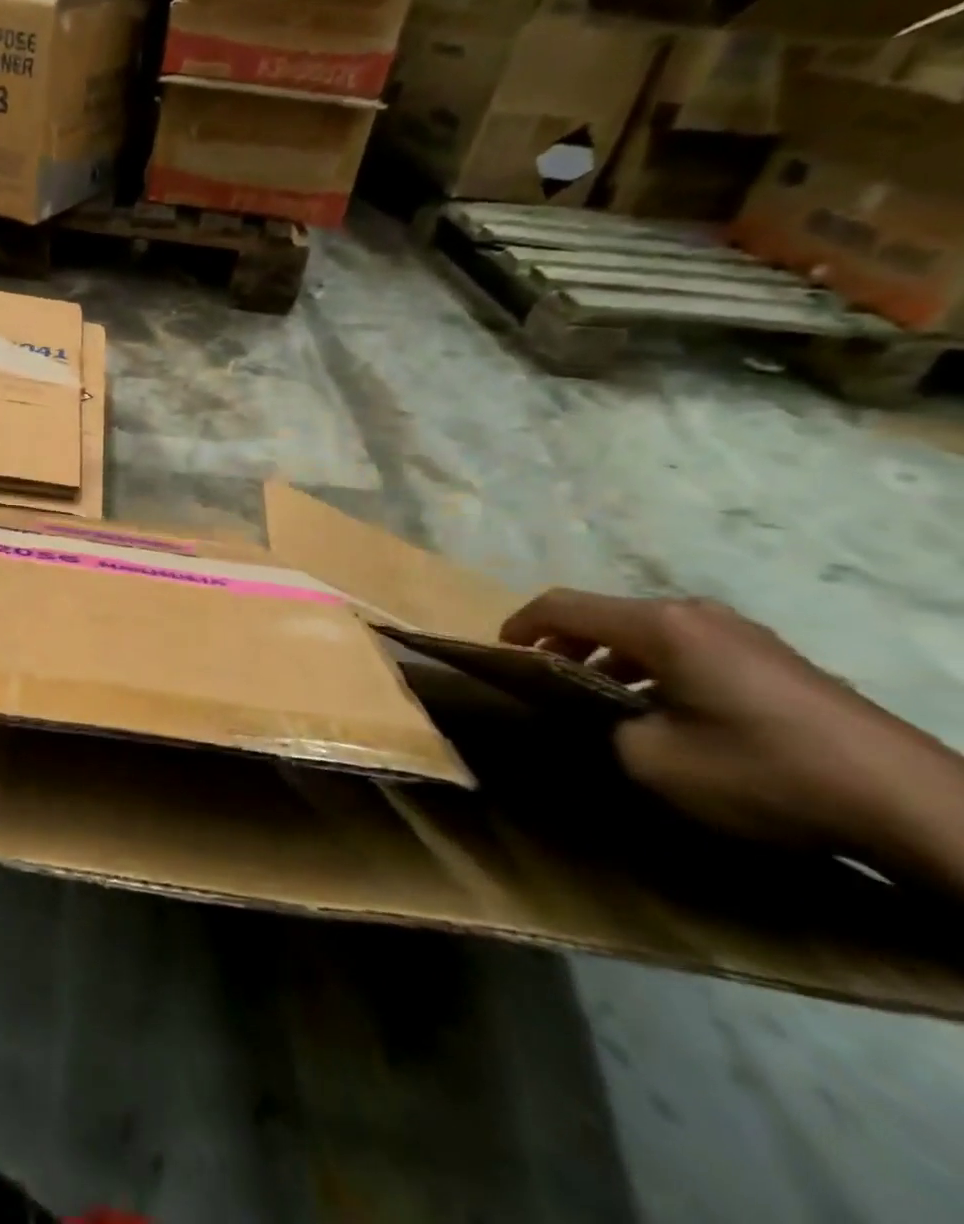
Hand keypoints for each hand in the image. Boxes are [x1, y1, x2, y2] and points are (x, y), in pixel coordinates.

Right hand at [500, 591, 963, 883]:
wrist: (910, 804)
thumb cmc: (762, 771)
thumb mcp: (652, 759)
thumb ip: (601, 727)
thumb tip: (593, 717)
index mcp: (660, 626)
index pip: (563, 605)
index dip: (520, 625)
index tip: (499, 653)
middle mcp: (696, 614)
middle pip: (605, 615)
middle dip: (565, 644)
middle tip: (544, 682)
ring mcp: (741, 634)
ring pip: (646, 633)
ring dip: (609, 660)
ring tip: (596, 701)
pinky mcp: (771, 659)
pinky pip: (685, 650)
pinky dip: (651, 669)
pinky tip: (660, 712)